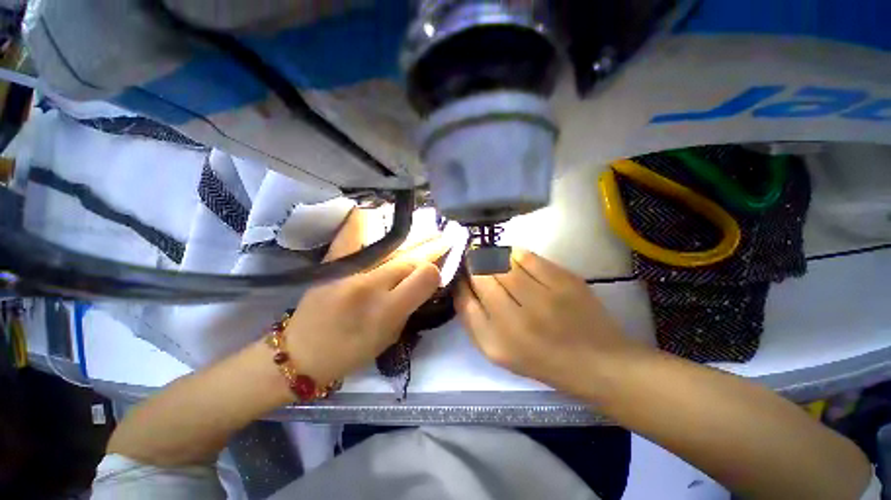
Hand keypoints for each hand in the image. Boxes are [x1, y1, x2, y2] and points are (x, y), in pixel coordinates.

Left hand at [284, 209, 447, 385]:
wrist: (301, 351)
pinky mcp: (332, 260)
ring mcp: (349, 269)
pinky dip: (368, 219)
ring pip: (392, 244)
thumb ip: (411, 304)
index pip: (425, 276)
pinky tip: (382, 210)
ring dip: (415, 234)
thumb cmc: (352, 350)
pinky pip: (354, 231)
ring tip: (430, 225)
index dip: (437, 270)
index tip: (440, 268)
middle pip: (411, 257)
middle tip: (447, 235)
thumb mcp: (391, 335)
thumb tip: (427, 277)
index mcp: (387, 311)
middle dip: (433, 246)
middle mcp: (370, 285)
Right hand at [456, 249, 643, 395]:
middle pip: (481, 276)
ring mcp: (544, 298)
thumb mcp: (498, 352)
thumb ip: (474, 320)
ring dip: (492, 257)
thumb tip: (462, 285)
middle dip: (474, 266)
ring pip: (502, 263)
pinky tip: (514, 259)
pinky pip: (527, 256)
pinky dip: (514, 254)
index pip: (465, 299)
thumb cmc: (541, 359)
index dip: (461, 281)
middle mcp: (517, 321)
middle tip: (476, 263)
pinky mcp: (564, 281)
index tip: (463, 275)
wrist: (597, 362)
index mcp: (497, 342)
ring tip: (493, 259)